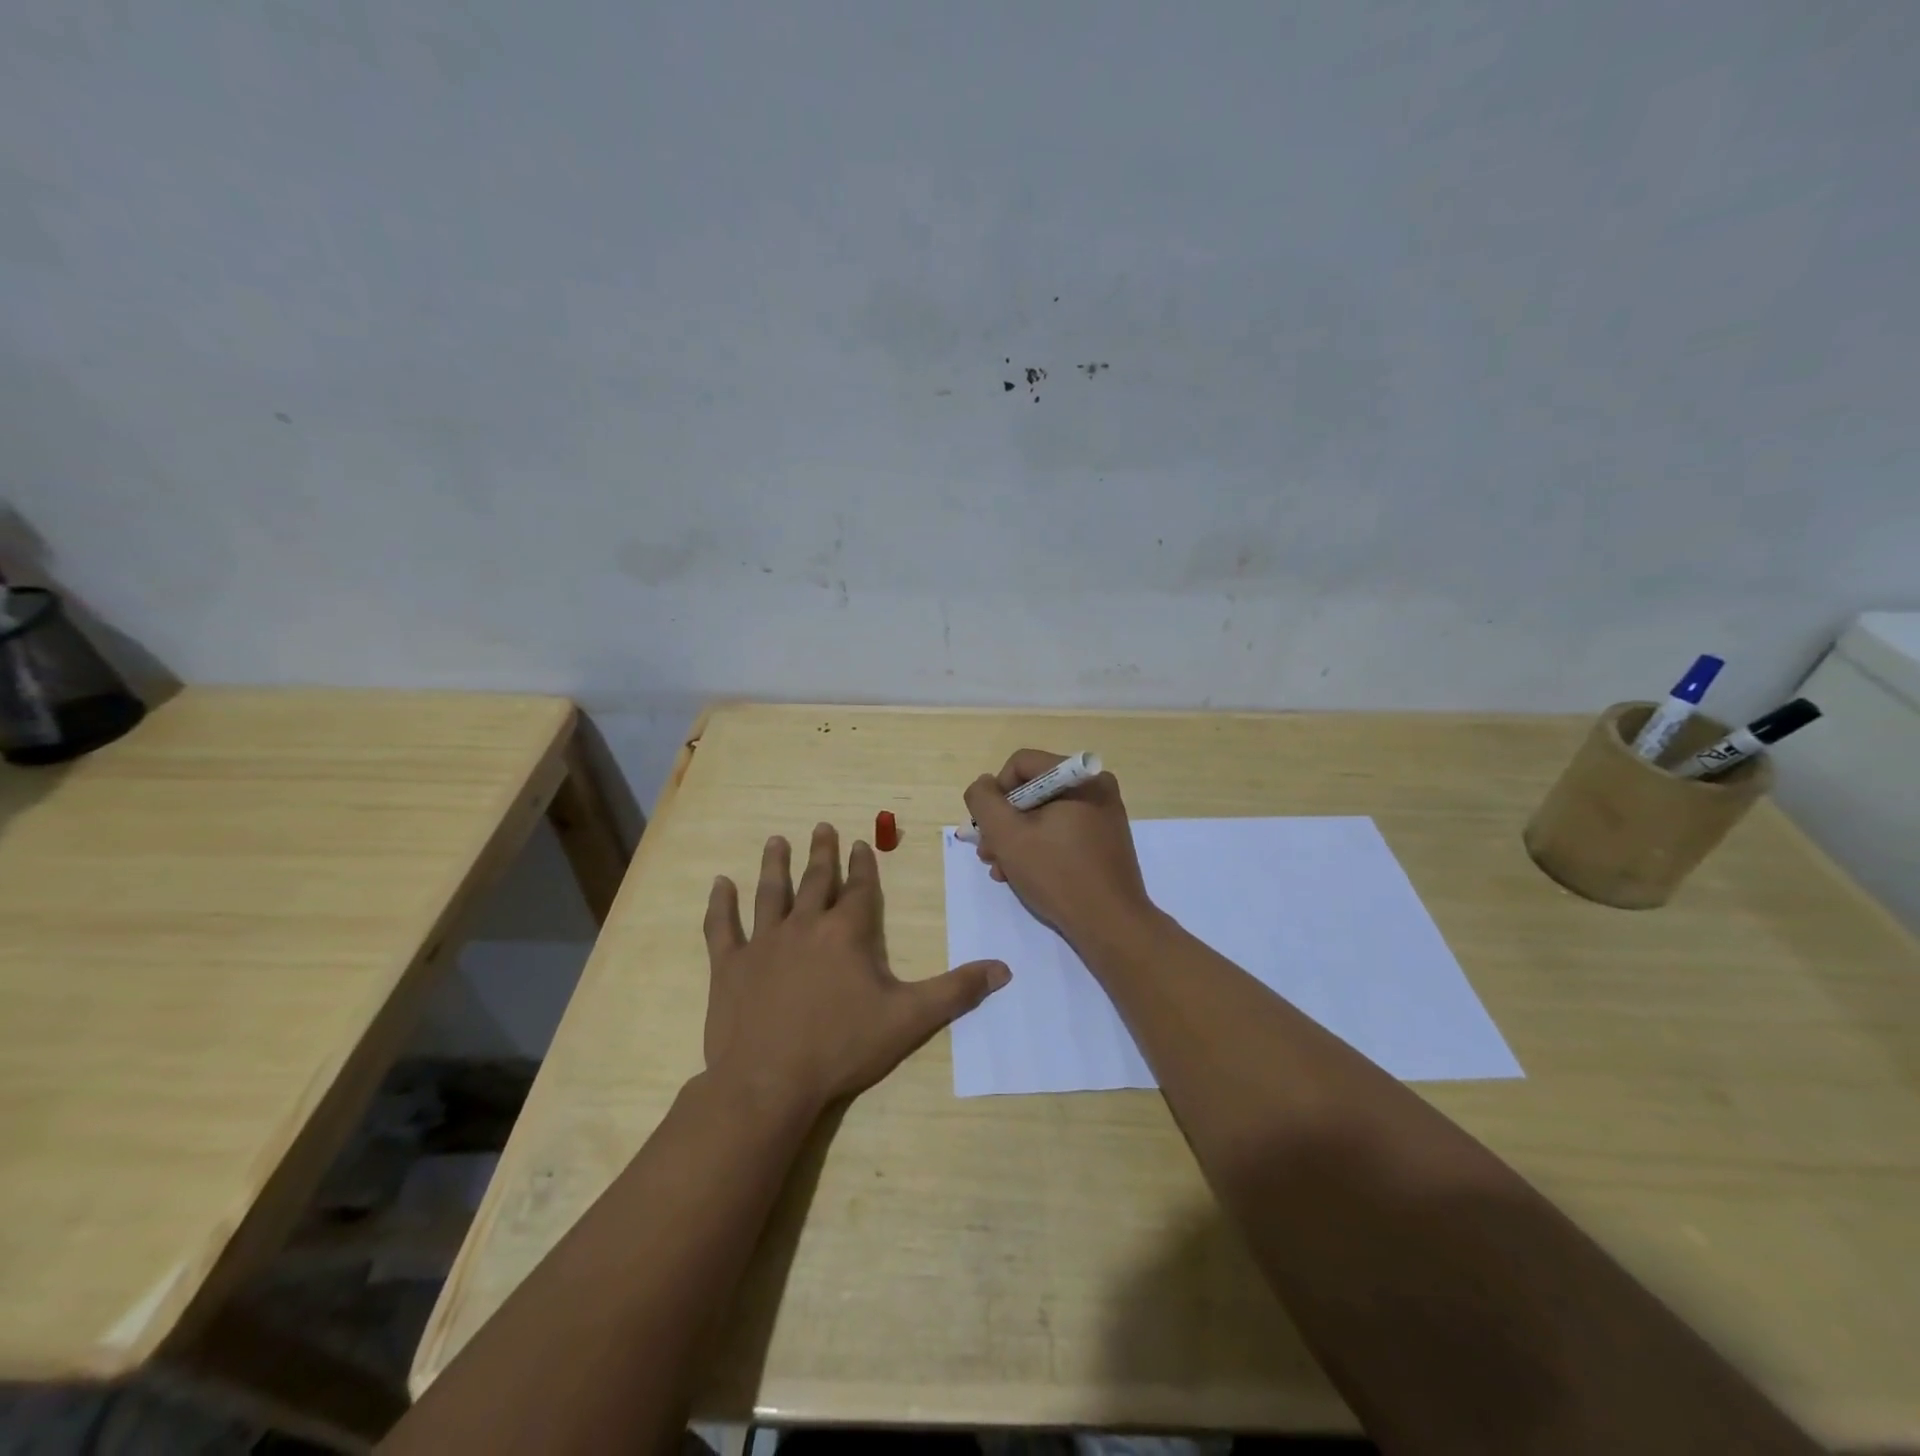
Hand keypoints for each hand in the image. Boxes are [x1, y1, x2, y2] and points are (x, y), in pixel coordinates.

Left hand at [703, 822, 1010, 1113]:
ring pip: (771, 893)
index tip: (861, 842)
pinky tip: (719, 883)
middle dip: (822, 853)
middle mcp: (805, 926)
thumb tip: (1003, 970)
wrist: (768, 1082)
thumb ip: (956, 991)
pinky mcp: (729, 965)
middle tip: (821, 826)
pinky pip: (723, 927)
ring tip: (776, 840)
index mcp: (847, 933)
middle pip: (816, 881)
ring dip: (775, 865)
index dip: (863, 864)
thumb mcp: (909, 1019)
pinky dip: (721, 904)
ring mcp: (763, 943)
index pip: (859, 889)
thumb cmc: (842, 1047)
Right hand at [963, 750, 1154, 944]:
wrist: (1111, 925)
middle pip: (1032, 791)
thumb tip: (984, 784)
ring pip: (1044, 814)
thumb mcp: (1007, 835)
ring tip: (1001, 870)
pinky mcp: (1104, 840)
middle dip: (1004, 822)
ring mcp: (1103, 815)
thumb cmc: (1058, 874)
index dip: (996, 793)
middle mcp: (1095, 787)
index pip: (1021, 764)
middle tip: (988, 853)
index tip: (989, 828)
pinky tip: (1022, 874)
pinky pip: (1061, 831)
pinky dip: (1039, 847)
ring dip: (1016, 839)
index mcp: (1080, 777)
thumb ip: (984, 801)